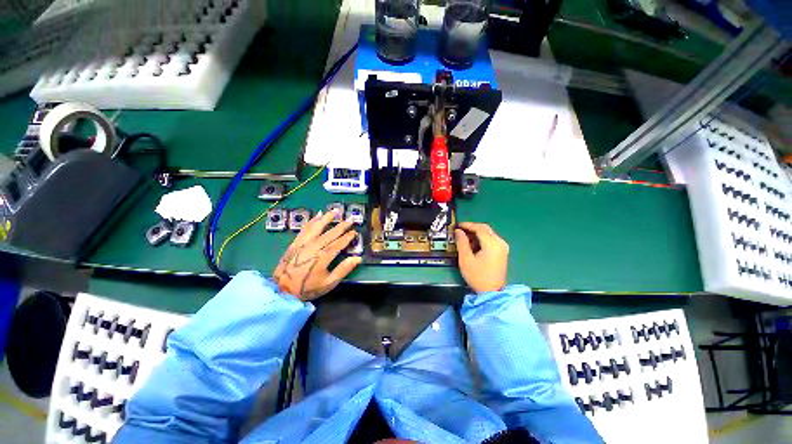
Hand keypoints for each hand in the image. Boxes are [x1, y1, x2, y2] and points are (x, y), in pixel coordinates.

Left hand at [273, 209, 361, 301]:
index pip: (339, 243)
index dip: (348, 237)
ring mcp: (303, 243)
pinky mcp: (295, 243)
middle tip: (350, 219)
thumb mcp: (329, 283)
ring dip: (327, 218)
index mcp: (323, 257)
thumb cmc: (308, 287)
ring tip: (335, 211)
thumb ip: (343, 270)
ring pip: (317, 227)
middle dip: (342, 225)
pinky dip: (311, 221)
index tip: (354, 232)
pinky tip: (317, 215)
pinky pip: (305, 229)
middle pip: (330, 233)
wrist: (282, 290)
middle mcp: (314, 247)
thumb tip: (357, 258)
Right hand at [455, 222, 508, 293]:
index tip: (457, 225)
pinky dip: (481, 239)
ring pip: (488, 234)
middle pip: (485, 229)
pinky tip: (473, 245)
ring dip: (476, 234)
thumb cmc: (478, 276)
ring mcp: (502, 247)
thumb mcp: (466, 259)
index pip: (479, 228)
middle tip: (459, 231)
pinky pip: (491, 240)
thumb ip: (461, 242)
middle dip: (472, 228)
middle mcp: (500, 243)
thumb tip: (458, 231)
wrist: (492, 293)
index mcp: (492, 243)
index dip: (467, 225)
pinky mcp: (502, 252)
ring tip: (464, 238)